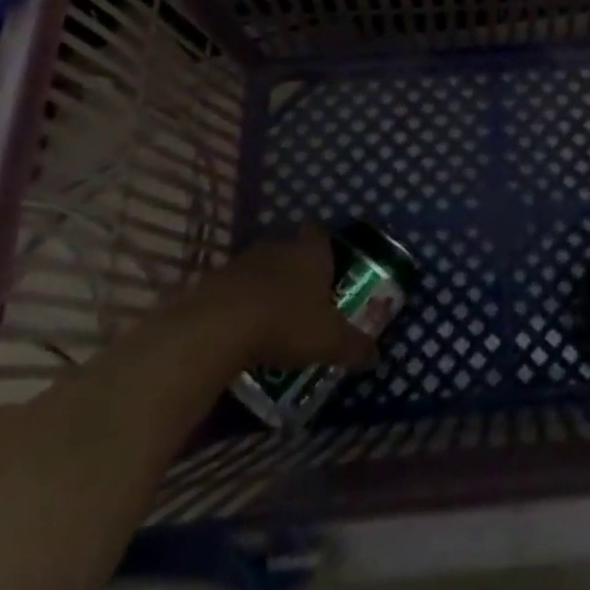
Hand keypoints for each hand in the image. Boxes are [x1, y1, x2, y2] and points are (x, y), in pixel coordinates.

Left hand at [206, 225, 378, 373]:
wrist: (218, 327)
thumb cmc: (287, 322)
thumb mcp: (330, 341)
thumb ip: (354, 346)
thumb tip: (376, 357)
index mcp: (311, 252)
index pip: (320, 233)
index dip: (325, 245)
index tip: (329, 263)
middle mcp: (278, 247)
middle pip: (289, 249)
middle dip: (296, 269)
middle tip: (304, 297)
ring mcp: (242, 261)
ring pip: (260, 268)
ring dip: (265, 286)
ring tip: (273, 317)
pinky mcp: (212, 281)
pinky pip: (233, 288)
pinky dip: (239, 303)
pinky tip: (242, 330)